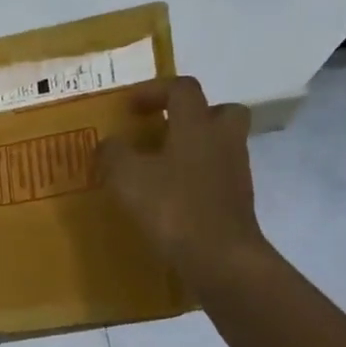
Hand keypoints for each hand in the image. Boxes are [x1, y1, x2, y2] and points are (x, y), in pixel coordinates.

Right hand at [98, 77, 270, 291]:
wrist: (220, 257)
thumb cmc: (173, 208)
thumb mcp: (127, 178)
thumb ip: (113, 154)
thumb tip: (109, 144)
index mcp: (197, 126)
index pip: (182, 89)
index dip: (154, 91)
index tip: (129, 107)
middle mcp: (222, 141)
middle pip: (219, 111)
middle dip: (192, 116)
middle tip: (164, 131)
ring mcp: (235, 172)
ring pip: (219, 146)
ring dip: (193, 150)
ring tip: (160, 169)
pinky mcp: (236, 202)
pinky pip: (216, 178)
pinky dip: (195, 181)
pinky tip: (170, 199)